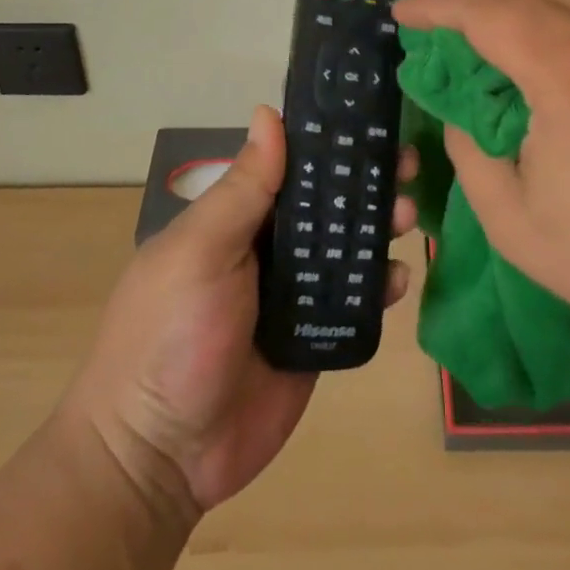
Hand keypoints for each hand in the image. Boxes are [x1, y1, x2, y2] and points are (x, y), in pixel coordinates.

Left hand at [64, 107, 416, 516]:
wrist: (161, 457)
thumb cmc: (170, 335)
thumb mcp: (200, 251)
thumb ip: (242, 188)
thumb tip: (269, 113)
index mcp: (234, 220)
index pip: (289, 167)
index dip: (329, 143)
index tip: (371, 121)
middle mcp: (266, 250)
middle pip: (326, 206)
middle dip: (366, 183)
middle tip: (408, 165)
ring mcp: (292, 297)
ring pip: (346, 251)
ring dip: (379, 228)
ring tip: (408, 215)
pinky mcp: (315, 340)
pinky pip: (355, 304)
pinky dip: (381, 287)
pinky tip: (399, 279)